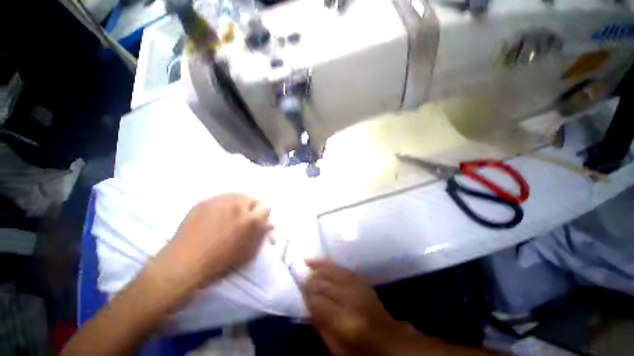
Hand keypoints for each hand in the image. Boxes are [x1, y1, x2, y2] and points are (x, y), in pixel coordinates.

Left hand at [156, 193, 273, 291]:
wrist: (183, 264)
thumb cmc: (220, 262)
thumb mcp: (247, 253)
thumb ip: (262, 235)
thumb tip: (271, 223)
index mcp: (250, 219)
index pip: (266, 207)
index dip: (263, 215)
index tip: (258, 222)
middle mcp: (236, 205)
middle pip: (253, 197)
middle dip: (252, 207)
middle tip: (244, 219)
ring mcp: (218, 201)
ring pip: (237, 195)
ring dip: (238, 204)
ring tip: (230, 216)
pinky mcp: (203, 201)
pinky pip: (220, 198)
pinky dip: (223, 204)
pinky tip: (216, 216)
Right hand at [304, 260, 409, 355]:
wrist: (389, 340)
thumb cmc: (361, 350)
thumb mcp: (337, 347)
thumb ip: (319, 324)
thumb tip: (305, 301)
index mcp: (346, 322)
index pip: (318, 301)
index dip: (307, 294)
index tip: (299, 289)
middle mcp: (353, 299)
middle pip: (324, 283)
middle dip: (311, 280)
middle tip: (301, 278)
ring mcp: (358, 287)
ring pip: (332, 272)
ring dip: (318, 268)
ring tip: (306, 265)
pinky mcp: (361, 280)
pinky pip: (341, 267)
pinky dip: (328, 263)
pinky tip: (319, 261)